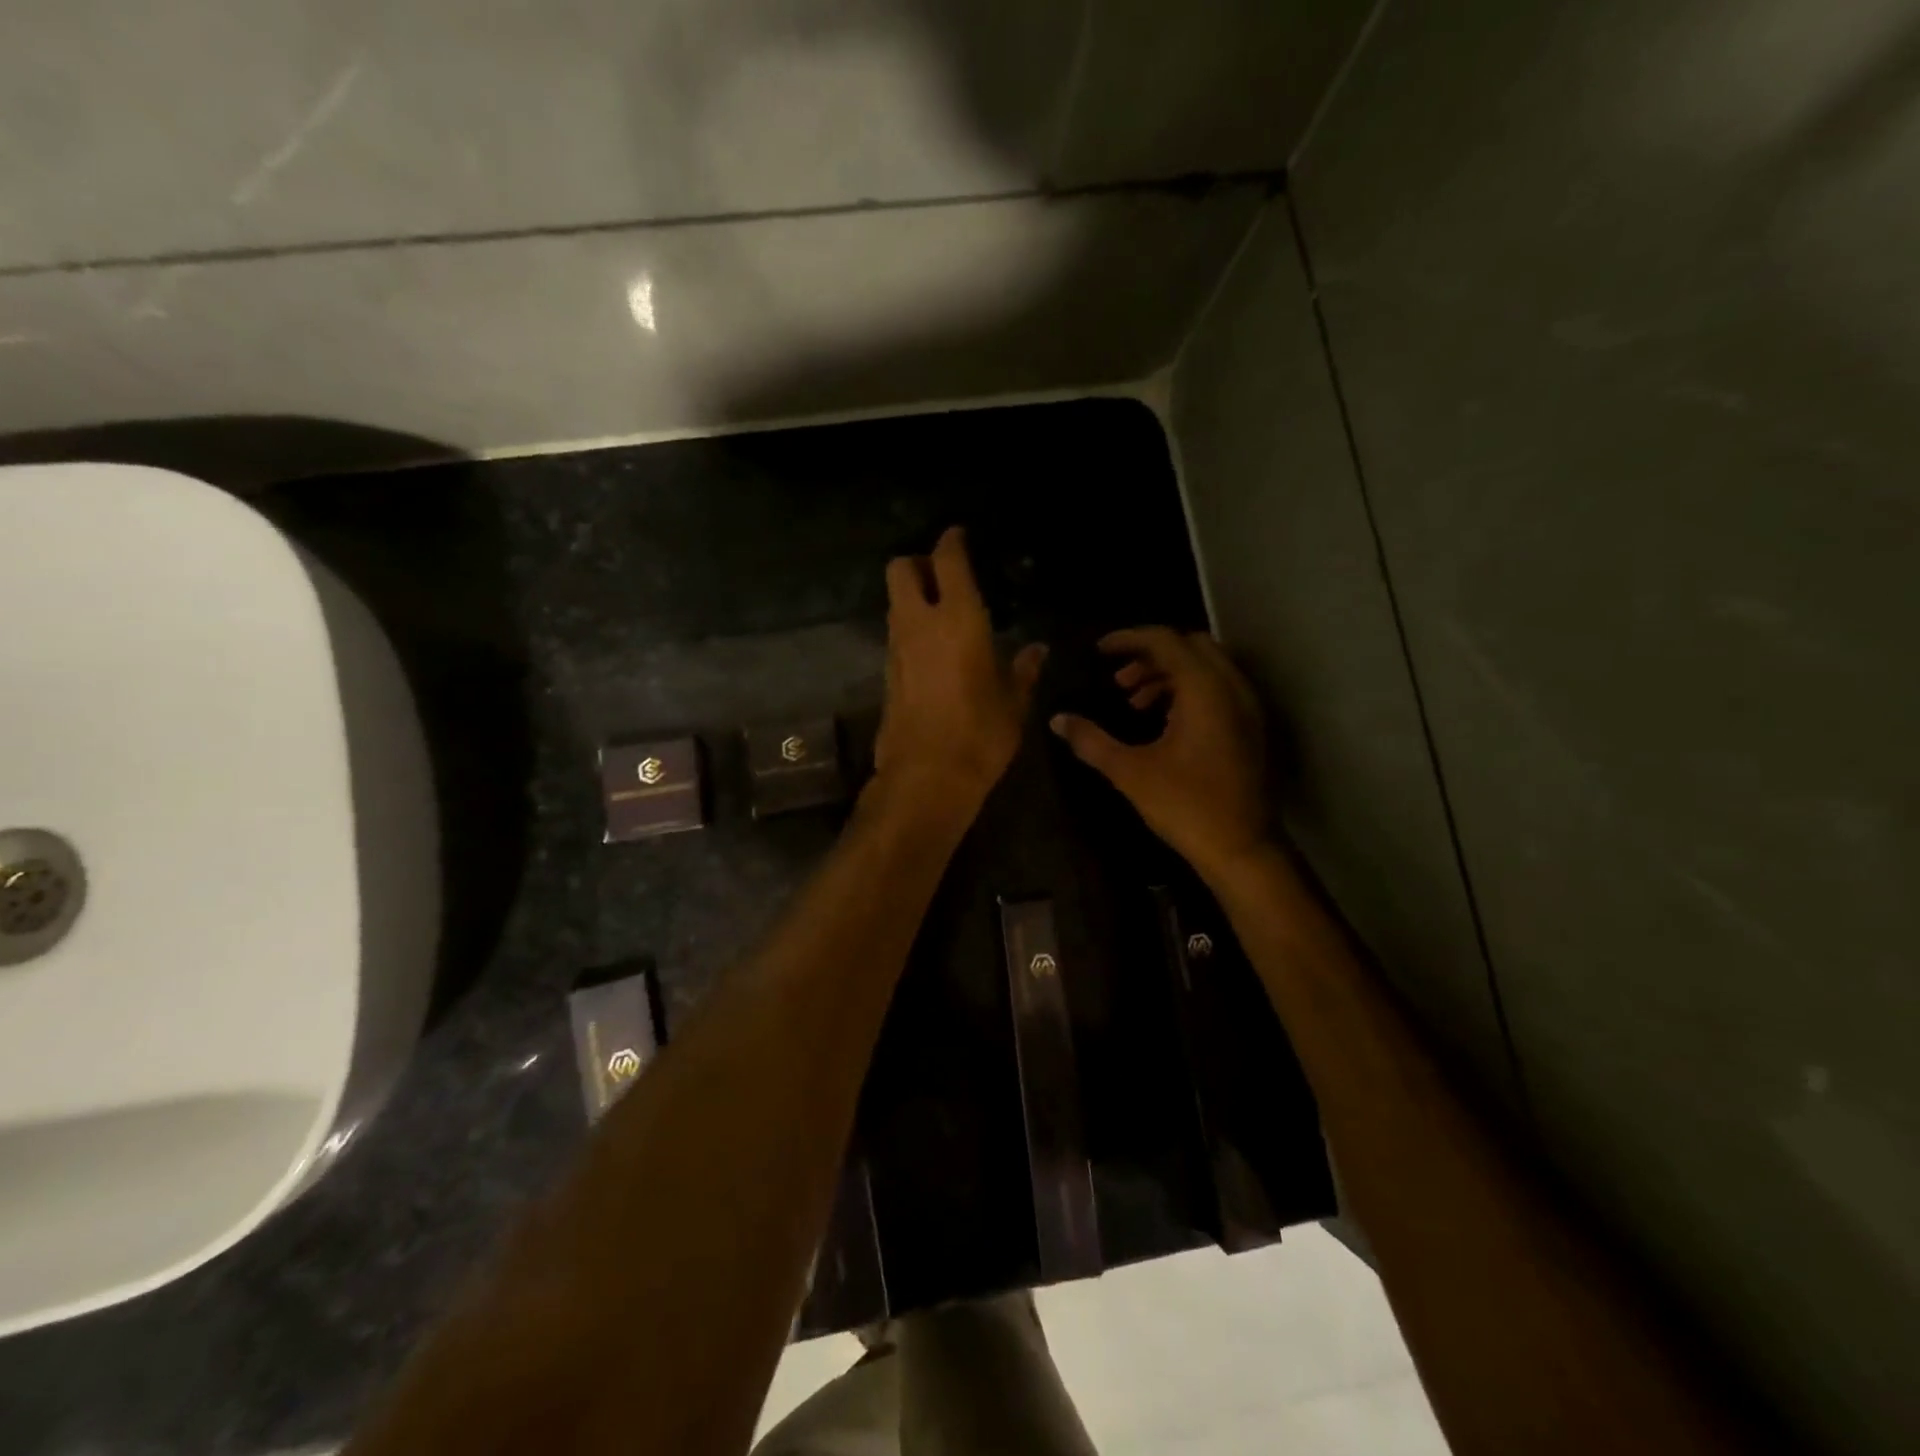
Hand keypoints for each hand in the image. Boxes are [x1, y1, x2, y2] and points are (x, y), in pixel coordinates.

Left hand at [872, 528, 1045, 822]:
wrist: (926, 777)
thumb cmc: (980, 734)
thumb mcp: (1012, 702)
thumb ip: (1023, 670)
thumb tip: (1036, 650)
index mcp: (957, 619)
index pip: (947, 560)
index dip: (951, 542)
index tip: (958, 536)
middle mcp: (919, 624)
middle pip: (900, 569)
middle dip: (918, 563)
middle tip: (944, 577)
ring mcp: (896, 648)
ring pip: (895, 603)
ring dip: (913, 598)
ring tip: (943, 614)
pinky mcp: (886, 674)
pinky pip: (896, 635)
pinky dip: (910, 630)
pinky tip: (934, 650)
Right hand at [1050, 627, 1270, 883]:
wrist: (1242, 848)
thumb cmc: (1186, 806)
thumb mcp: (1130, 772)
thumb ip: (1091, 740)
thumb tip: (1057, 720)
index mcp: (1204, 690)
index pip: (1166, 640)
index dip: (1129, 639)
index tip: (1099, 650)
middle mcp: (1232, 688)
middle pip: (1190, 646)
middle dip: (1151, 654)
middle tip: (1118, 678)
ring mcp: (1247, 707)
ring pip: (1206, 667)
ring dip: (1168, 673)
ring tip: (1133, 701)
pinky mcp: (1250, 727)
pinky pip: (1218, 689)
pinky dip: (1188, 690)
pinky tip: (1161, 720)